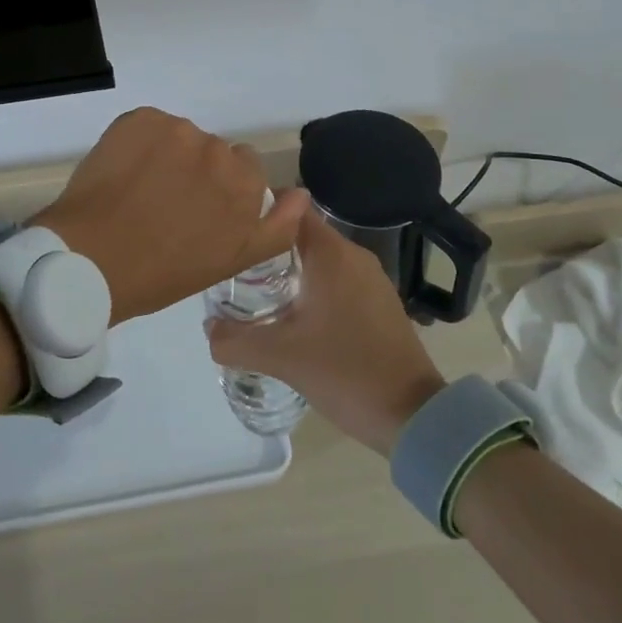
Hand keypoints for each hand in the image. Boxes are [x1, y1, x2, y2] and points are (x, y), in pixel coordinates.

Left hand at [34, 108, 310, 322]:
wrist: (91, 259)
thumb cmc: (162, 272)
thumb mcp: (230, 261)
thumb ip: (276, 227)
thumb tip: (301, 194)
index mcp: (244, 183)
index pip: (245, 169)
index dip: (221, 190)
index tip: (198, 211)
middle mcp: (217, 149)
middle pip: (213, 152)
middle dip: (197, 171)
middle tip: (167, 204)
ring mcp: (176, 129)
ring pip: (180, 137)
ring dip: (168, 155)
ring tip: (140, 191)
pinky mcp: (140, 118)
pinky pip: (149, 126)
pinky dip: (139, 143)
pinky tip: (123, 173)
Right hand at [207, 207, 443, 454]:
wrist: (414, 416)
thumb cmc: (345, 372)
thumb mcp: (281, 357)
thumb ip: (235, 340)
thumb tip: (208, 327)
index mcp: (331, 254)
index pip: (289, 207)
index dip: (259, 210)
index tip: (231, 227)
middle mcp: (353, 255)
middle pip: (301, 232)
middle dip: (268, 243)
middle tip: (234, 264)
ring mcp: (371, 278)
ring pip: (319, 258)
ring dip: (289, 267)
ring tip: (255, 290)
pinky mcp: (379, 302)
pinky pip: (337, 279)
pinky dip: (312, 286)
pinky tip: (293, 315)